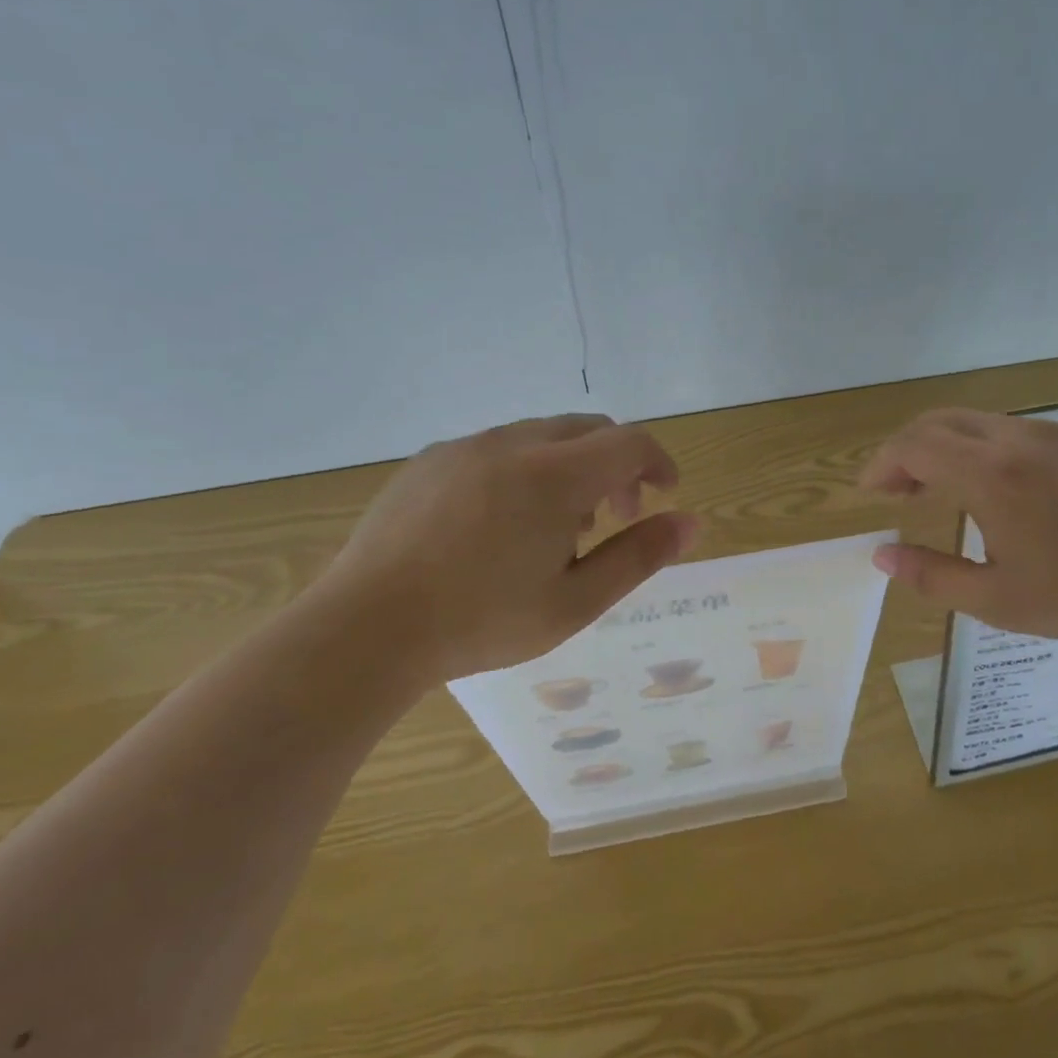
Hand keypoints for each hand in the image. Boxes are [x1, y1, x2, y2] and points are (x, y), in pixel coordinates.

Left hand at [318, 414, 699, 683]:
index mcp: (554, 475)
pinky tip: (502, 523)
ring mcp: (465, 447)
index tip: (664, 497)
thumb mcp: (575, 601)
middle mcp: (512, 444)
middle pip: (588, 429)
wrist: (365, 628)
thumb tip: (691, 523)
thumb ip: (639, 557)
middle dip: (616, 465)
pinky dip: (524, 469)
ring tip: (556, 529)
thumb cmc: (481, 621)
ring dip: (570, 468)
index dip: (658, 464)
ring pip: (541, 436)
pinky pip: (496, 448)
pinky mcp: (429, 460)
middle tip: (614, 518)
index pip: (630, 443)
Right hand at [858, 408, 1057, 649]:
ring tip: (946, 492)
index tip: (872, 493)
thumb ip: (930, 575)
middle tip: (899, 491)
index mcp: (991, 475)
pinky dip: (990, 451)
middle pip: (941, 421)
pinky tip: (1006, 492)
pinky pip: (1021, 433)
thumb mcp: (996, 600)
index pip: (914, 445)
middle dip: (908, 450)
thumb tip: (881, 556)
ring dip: (949, 449)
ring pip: (981, 423)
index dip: (882, 463)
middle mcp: (1018, 439)